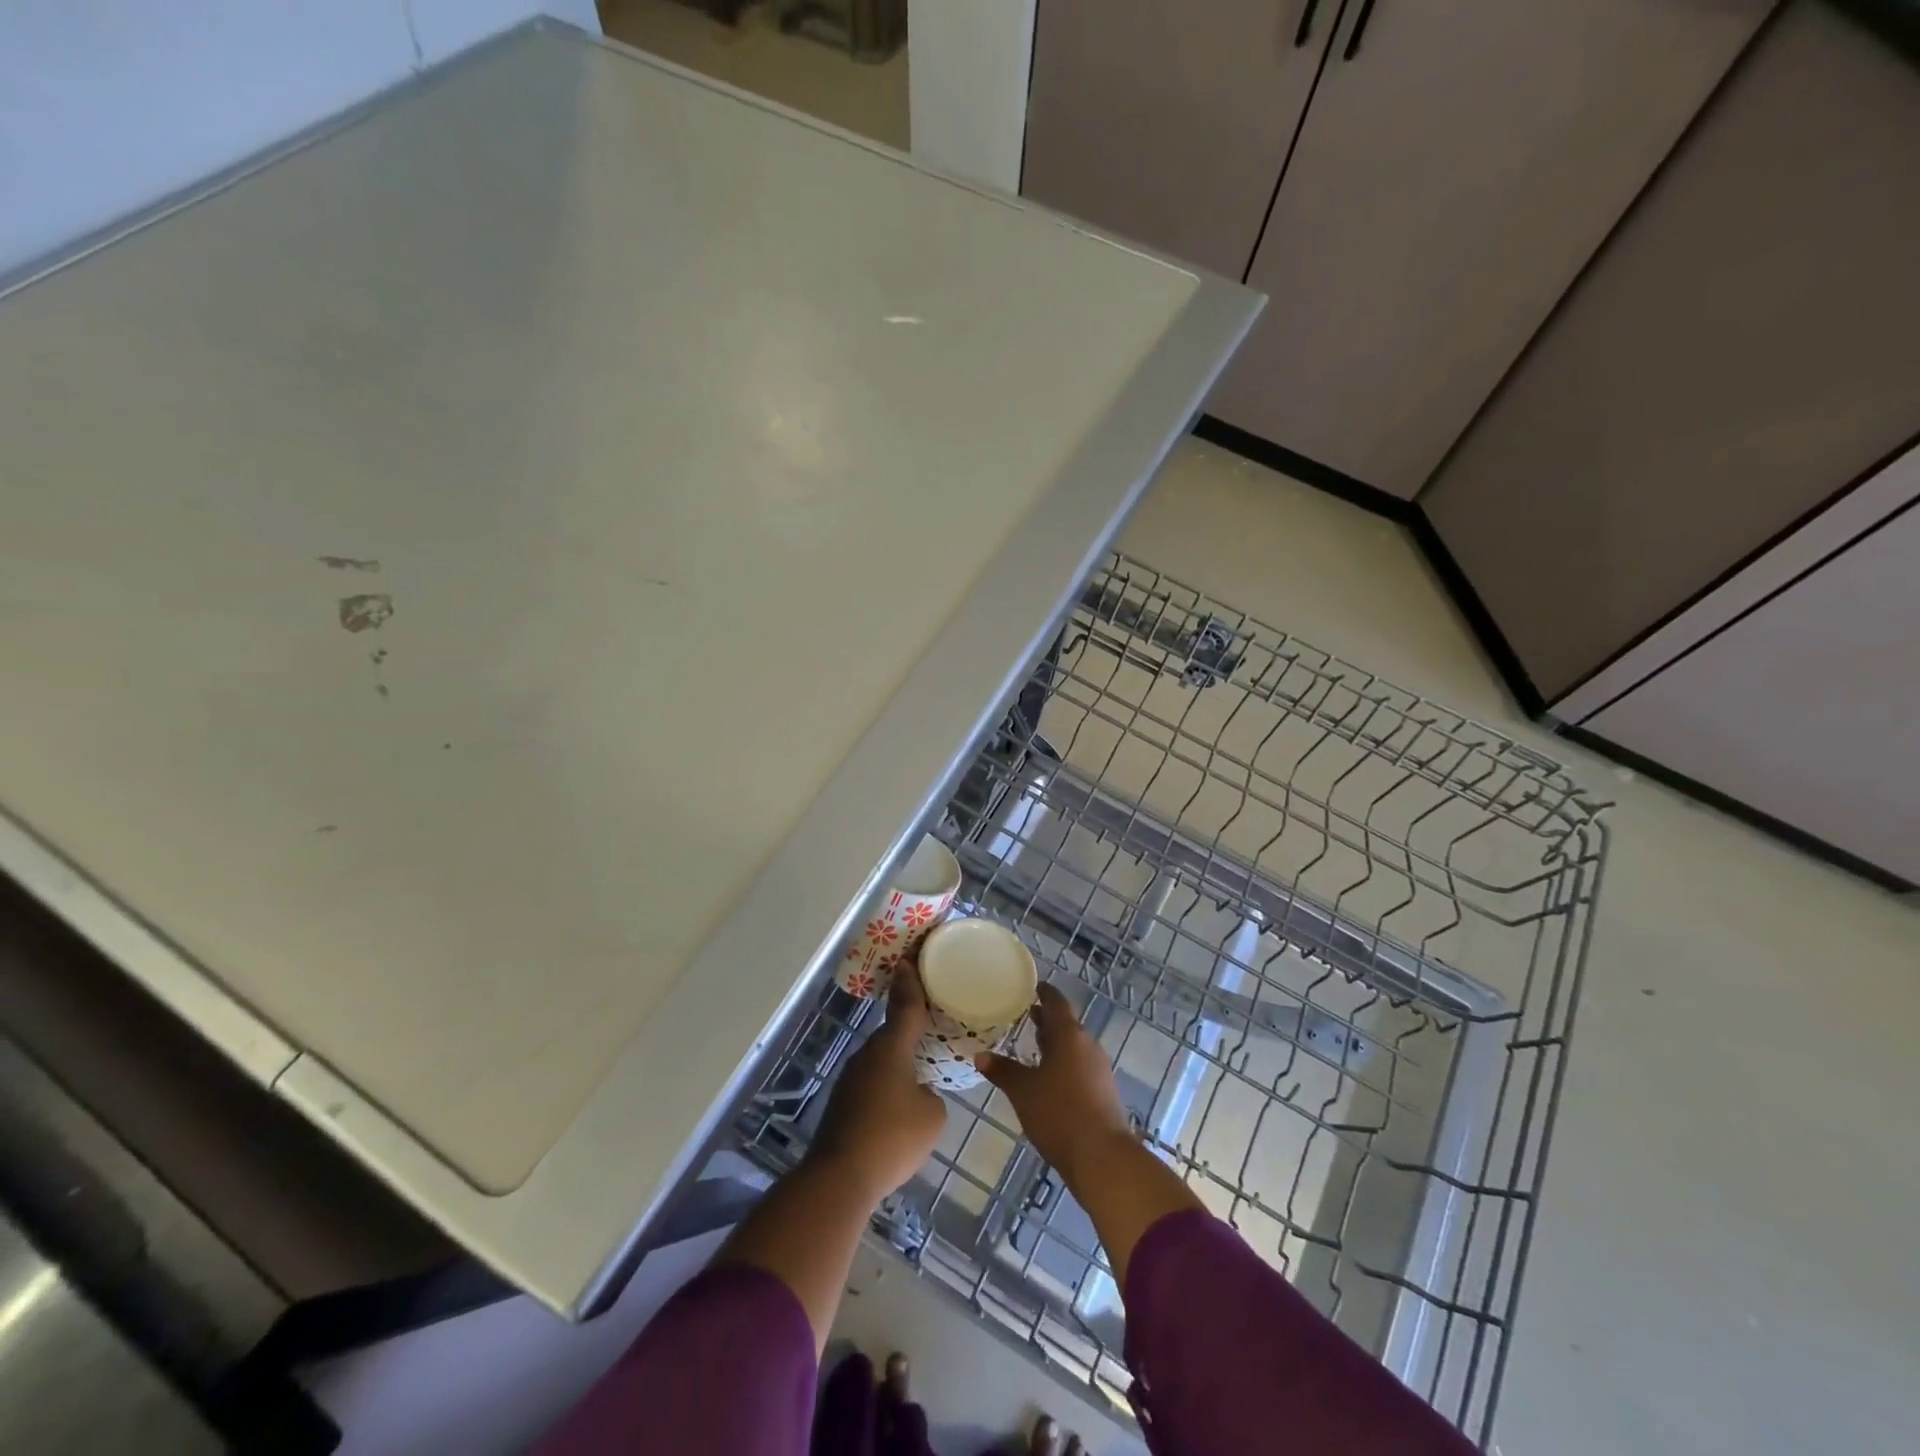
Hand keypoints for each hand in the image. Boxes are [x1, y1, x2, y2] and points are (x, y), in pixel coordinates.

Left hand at [810, 959, 947, 1204]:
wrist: (840, 1176)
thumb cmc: (893, 1137)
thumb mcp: (932, 1114)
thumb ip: (931, 1093)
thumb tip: (919, 1092)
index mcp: (892, 1046)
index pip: (905, 1005)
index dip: (910, 982)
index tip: (909, 959)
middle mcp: (869, 1053)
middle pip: (893, 1033)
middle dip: (909, 1030)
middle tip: (931, 1028)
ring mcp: (851, 1077)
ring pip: (881, 1060)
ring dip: (898, 1063)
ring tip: (919, 1076)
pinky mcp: (842, 1102)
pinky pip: (872, 1083)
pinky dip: (886, 1087)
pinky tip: (897, 1111)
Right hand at [975, 983, 1135, 1179]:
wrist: (1102, 1158)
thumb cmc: (1059, 1114)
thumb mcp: (1023, 1091)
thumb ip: (1002, 1071)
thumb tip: (980, 1055)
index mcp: (1069, 1035)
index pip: (1056, 1002)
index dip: (1043, 992)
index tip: (1029, 987)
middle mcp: (1087, 1045)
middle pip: (1065, 1024)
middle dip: (1045, 1020)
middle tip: (1022, 1015)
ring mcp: (1098, 1068)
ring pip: (1073, 1046)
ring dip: (1054, 1043)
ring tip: (1030, 1045)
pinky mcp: (1102, 1091)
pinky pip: (1079, 1065)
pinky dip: (1062, 1063)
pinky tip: (1047, 1077)